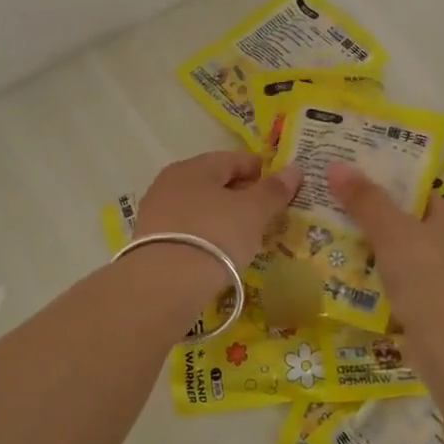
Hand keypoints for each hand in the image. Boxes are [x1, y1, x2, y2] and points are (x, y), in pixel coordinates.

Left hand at [135, 151, 301, 271]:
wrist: (164, 284)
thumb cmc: (215, 235)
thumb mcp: (253, 212)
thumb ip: (273, 190)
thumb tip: (294, 169)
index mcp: (194, 167)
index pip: (234, 159)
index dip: (261, 171)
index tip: (281, 189)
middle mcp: (170, 182)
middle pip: (214, 182)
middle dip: (242, 195)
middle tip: (267, 215)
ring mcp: (156, 212)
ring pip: (200, 207)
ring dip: (223, 216)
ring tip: (246, 236)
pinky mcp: (150, 241)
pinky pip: (188, 230)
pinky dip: (206, 235)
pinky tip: (219, 252)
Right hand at [327, 164, 443, 347]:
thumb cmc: (429, 280)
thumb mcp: (393, 232)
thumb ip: (366, 200)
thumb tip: (336, 165)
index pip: (414, 190)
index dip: (381, 182)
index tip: (345, 178)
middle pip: (403, 222)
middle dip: (368, 218)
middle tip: (327, 208)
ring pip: (398, 255)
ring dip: (368, 251)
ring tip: (327, 240)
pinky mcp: (432, 308)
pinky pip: (397, 284)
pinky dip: (375, 281)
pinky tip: (345, 279)